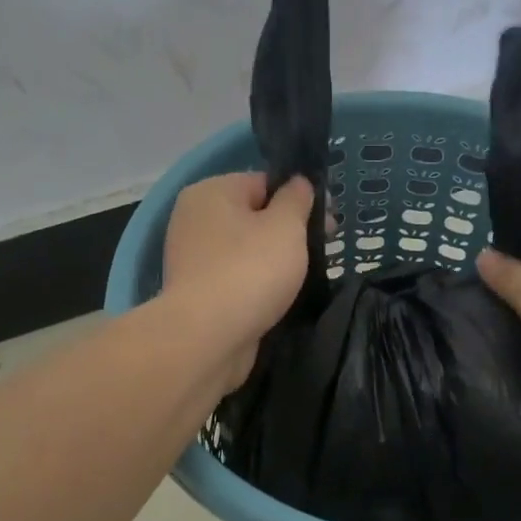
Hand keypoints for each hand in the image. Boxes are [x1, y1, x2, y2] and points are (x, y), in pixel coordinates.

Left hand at [162, 171, 313, 389]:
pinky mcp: (198, 294)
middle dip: (288, 233)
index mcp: (211, 192)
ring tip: (302, 279)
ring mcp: (193, 259)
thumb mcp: (286, 226)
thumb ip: (297, 199)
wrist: (209, 337)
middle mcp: (194, 219)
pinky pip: (236, 279)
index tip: (327, 223)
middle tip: (320, 253)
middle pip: (253, 217)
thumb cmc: (250, 271)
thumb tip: (298, 183)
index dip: (298, 199)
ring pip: (246, 251)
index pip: (263, 183)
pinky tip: (277, 299)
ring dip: (273, 262)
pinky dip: (257, 286)